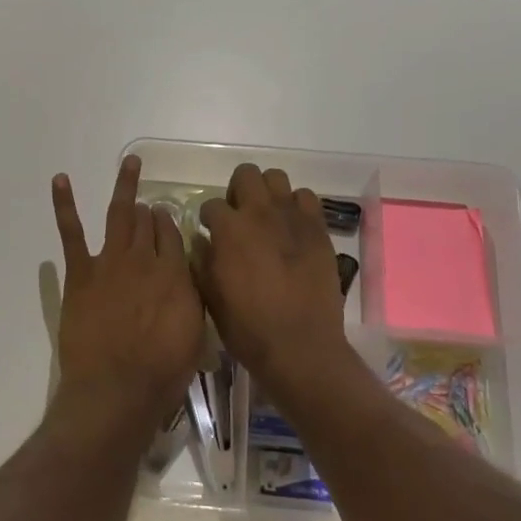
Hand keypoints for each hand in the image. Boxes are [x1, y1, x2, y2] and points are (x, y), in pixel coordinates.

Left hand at [50, 155, 205, 438]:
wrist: (116, 389)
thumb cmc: (162, 372)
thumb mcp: (194, 334)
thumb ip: (192, 297)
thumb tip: (188, 275)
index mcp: (175, 273)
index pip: (173, 234)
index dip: (169, 224)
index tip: (167, 220)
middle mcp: (145, 259)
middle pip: (148, 222)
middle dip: (149, 211)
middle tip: (148, 207)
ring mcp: (111, 262)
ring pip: (120, 215)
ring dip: (125, 186)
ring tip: (129, 163)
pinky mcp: (81, 272)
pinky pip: (72, 232)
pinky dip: (64, 204)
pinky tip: (60, 180)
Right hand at [197, 164, 349, 396]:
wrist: (300, 346)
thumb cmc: (247, 327)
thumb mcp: (210, 297)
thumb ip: (201, 261)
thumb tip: (202, 240)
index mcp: (229, 229)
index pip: (212, 204)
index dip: (209, 219)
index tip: (211, 232)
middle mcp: (260, 213)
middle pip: (246, 174)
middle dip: (238, 191)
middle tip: (240, 217)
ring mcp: (292, 218)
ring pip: (277, 178)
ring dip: (268, 193)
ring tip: (268, 218)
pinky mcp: (318, 229)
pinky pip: (307, 198)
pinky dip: (297, 207)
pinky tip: (293, 228)